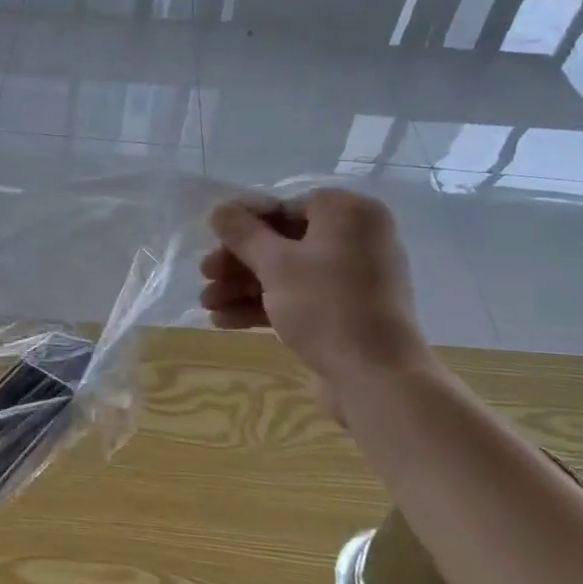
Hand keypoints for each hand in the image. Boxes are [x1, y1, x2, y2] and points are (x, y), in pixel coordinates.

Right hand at [200, 189, 430, 384]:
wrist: (376, 377)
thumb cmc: (326, 306)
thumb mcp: (276, 264)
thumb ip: (243, 233)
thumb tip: (219, 209)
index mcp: (349, 214)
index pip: (286, 206)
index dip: (244, 224)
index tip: (212, 241)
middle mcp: (356, 239)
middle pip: (283, 241)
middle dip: (239, 262)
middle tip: (206, 275)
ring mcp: (353, 278)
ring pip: (287, 273)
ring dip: (244, 287)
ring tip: (208, 305)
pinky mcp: (345, 312)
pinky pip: (299, 298)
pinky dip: (265, 306)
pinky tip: (225, 321)